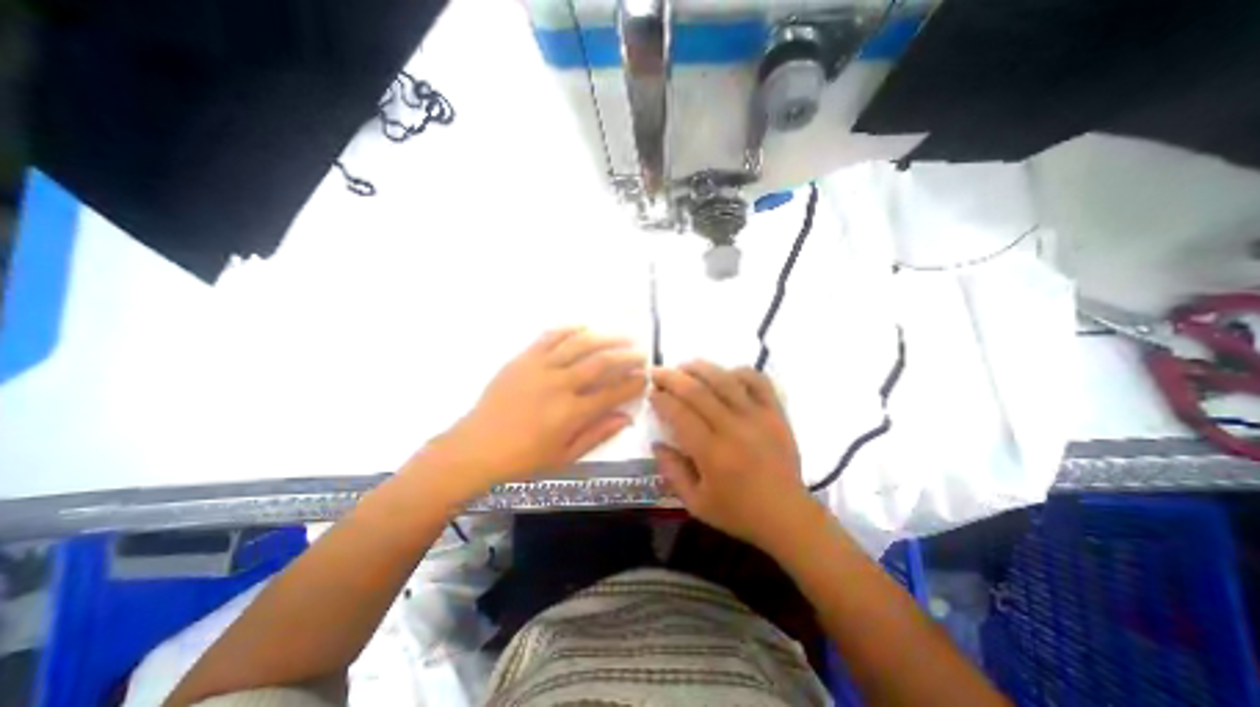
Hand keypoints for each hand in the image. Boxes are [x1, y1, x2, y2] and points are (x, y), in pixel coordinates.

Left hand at [435, 329, 648, 499]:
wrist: (476, 447)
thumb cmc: (522, 458)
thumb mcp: (564, 456)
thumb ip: (597, 434)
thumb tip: (626, 418)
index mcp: (571, 413)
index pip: (613, 393)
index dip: (633, 384)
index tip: (645, 378)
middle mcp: (559, 385)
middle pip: (601, 363)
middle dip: (626, 356)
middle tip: (641, 353)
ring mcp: (540, 367)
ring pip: (580, 344)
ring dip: (605, 338)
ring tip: (623, 335)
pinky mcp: (523, 358)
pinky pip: (550, 336)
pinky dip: (570, 329)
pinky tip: (585, 327)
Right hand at [649, 363, 818, 549]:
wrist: (787, 516)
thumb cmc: (738, 512)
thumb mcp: (695, 503)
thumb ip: (671, 472)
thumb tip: (657, 443)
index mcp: (712, 453)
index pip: (679, 414)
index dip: (661, 399)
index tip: (651, 394)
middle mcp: (733, 428)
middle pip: (697, 391)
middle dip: (671, 377)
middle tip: (657, 373)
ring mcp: (758, 417)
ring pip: (725, 380)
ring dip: (700, 368)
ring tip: (684, 366)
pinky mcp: (776, 413)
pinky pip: (758, 381)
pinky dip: (740, 372)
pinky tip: (726, 374)